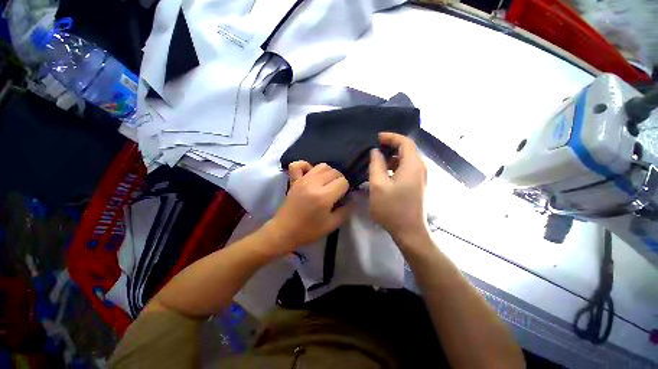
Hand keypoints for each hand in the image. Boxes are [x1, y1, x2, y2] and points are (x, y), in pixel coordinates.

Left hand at [265, 162, 352, 255]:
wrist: (284, 231)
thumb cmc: (309, 230)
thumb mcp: (332, 225)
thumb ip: (346, 210)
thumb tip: (352, 198)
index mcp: (324, 196)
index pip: (343, 181)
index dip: (345, 189)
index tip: (341, 198)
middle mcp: (314, 184)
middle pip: (334, 172)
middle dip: (339, 180)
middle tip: (335, 192)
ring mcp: (302, 180)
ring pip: (322, 166)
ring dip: (328, 173)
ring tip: (326, 183)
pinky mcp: (294, 180)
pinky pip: (299, 164)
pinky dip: (306, 166)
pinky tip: (310, 174)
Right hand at [369, 132, 427, 242]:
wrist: (410, 232)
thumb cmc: (392, 208)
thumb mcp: (378, 185)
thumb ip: (376, 165)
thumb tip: (376, 152)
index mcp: (413, 165)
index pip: (405, 142)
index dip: (391, 137)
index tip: (377, 138)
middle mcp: (420, 168)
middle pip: (406, 150)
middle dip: (390, 147)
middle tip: (374, 150)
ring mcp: (420, 178)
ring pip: (405, 160)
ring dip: (391, 158)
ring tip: (376, 162)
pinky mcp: (417, 186)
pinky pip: (406, 170)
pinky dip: (395, 167)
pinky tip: (383, 174)